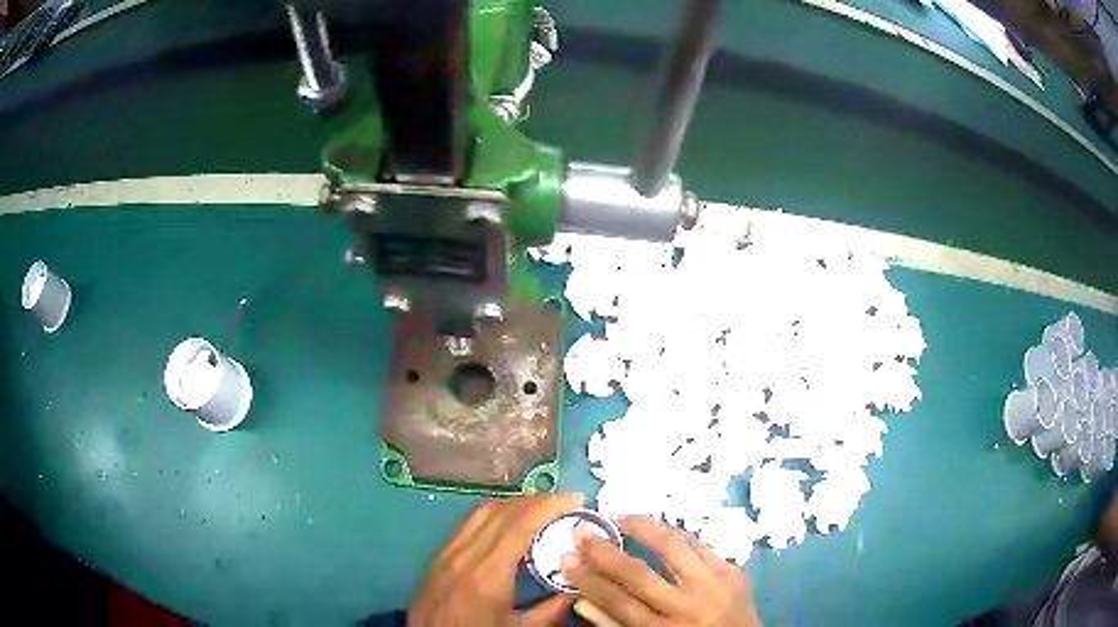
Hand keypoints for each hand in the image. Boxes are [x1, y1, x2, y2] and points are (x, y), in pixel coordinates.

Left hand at [409, 493, 583, 626]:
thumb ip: (550, 612)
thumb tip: (577, 591)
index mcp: (487, 575)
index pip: (519, 525)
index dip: (548, 506)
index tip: (575, 498)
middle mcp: (464, 555)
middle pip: (501, 512)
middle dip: (536, 500)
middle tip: (565, 502)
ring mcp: (447, 553)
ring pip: (481, 513)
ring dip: (515, 504)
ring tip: (542, 508)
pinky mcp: (438, 556)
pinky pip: (469, 523)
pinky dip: (495, 515)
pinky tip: (510, 524)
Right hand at [561, 516, 761, 626]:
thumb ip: (616, 624)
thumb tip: (583, 596)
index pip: (616, 602)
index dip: (587, 578)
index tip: (565, 557)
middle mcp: (687, 607)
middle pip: (638, 574)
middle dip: (604, 551)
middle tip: (582, 530)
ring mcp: (714, 586)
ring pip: (674, 548)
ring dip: (644, 528)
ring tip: (621, 516)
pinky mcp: (734, 572)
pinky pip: (701, 546)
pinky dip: (677, 536)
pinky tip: (660, 529)